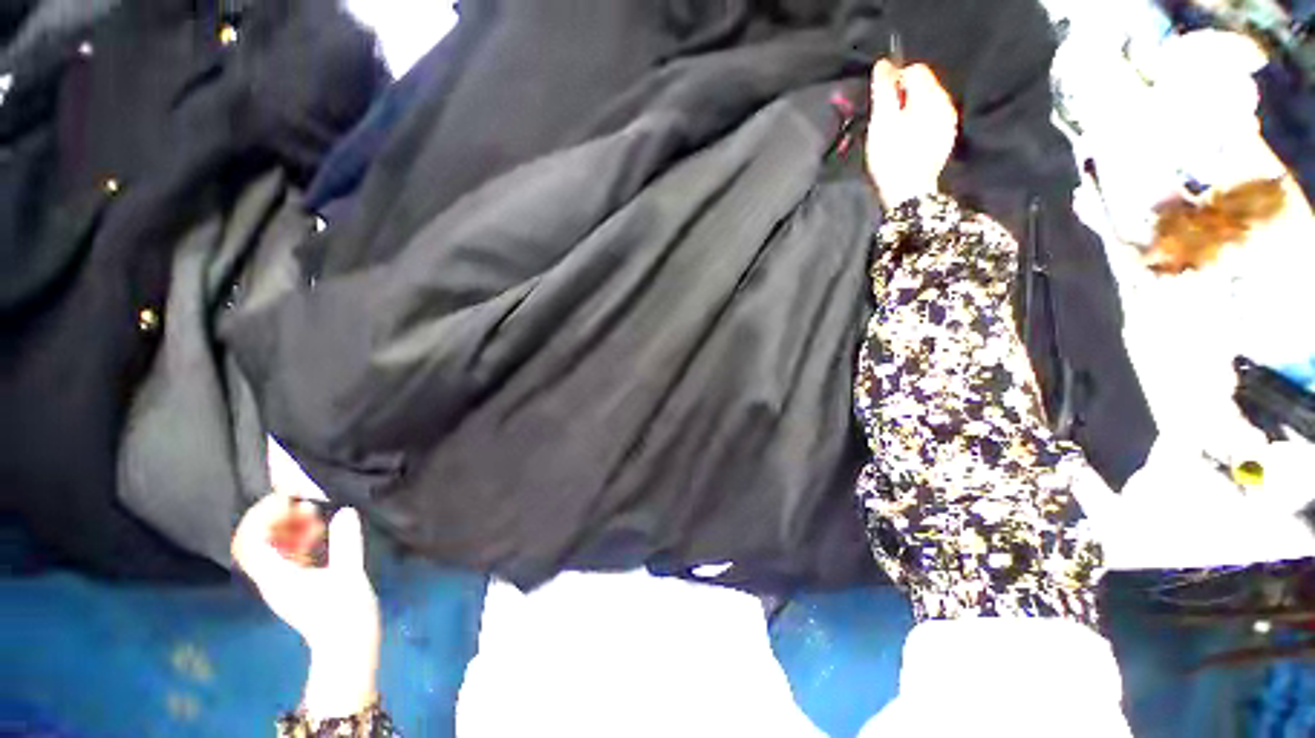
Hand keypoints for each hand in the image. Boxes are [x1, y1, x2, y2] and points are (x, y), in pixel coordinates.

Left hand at [232, 493, 380, 718]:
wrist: (348, 645)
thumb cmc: (346, 613)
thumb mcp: (349, 575)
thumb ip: (346, 542)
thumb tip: (345, 511)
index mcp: (277, 577)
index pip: (250, 542)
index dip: (261, 516)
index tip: (287, 499)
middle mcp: (273, 577)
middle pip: (255, 542)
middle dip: (274, 517)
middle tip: (302, 502)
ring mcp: (284, 580)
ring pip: (270, 547)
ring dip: (287, 525)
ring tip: (313, 512)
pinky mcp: (297, 581)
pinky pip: (287, 553)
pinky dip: (298, 537)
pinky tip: (319, 530)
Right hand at [866, 59, 958, 207]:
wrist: (909, 194)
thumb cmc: (892, 157)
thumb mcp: (882, 122)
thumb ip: (884, 90)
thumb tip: (883, 65)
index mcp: (931, 97)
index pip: (914, 70)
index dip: (893, 80)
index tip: (880, 102)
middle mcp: (945, 104)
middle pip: (922, 85)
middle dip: (902, 96)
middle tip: (884, 120)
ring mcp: (947, 123)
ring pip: (926, 103)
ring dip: (908, 110)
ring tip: (893, 132)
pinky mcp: (944, 139)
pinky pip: (930, 120)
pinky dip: (916, 123)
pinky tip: (905, 141)